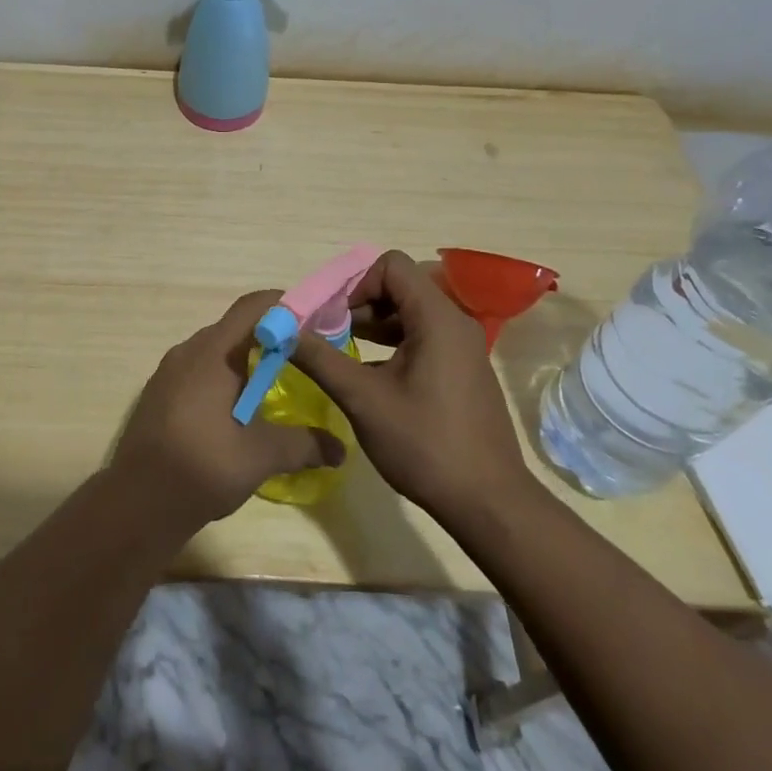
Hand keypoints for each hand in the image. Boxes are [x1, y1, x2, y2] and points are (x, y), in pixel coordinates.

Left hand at [112, 291, 346, 528]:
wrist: (137, 502)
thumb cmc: (202, 466)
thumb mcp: (261, 456)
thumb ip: (303, 445)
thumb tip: (340, 450)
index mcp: (214, 352)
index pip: (253, 307)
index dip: (286, 306)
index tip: (315, 322)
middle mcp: (189, 351)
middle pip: (236, 327)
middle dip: (272, 337)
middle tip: (305, 358)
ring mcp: (170, 371)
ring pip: (217, 350)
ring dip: (247, 360)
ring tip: (277, 385)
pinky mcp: (161, 393)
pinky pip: (200, 370)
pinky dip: (225, 377)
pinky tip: (239, 410)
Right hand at [290, 251, 536, 527]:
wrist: (489, 504)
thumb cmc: (425, 445)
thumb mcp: (363, 400)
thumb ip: (320, 359)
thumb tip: (282, 330)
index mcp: (437, 318)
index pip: (391, 266)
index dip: (354, 282)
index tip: (329, 314)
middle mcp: (454, 322)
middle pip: (399, 285)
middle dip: (358, 302)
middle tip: (326, 332)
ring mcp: (462, 347)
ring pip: (409, 312)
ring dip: (372, 323)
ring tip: (339, 350)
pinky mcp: (461, 369)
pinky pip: (421, 336)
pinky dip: (391, 343)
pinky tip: (367, 374)